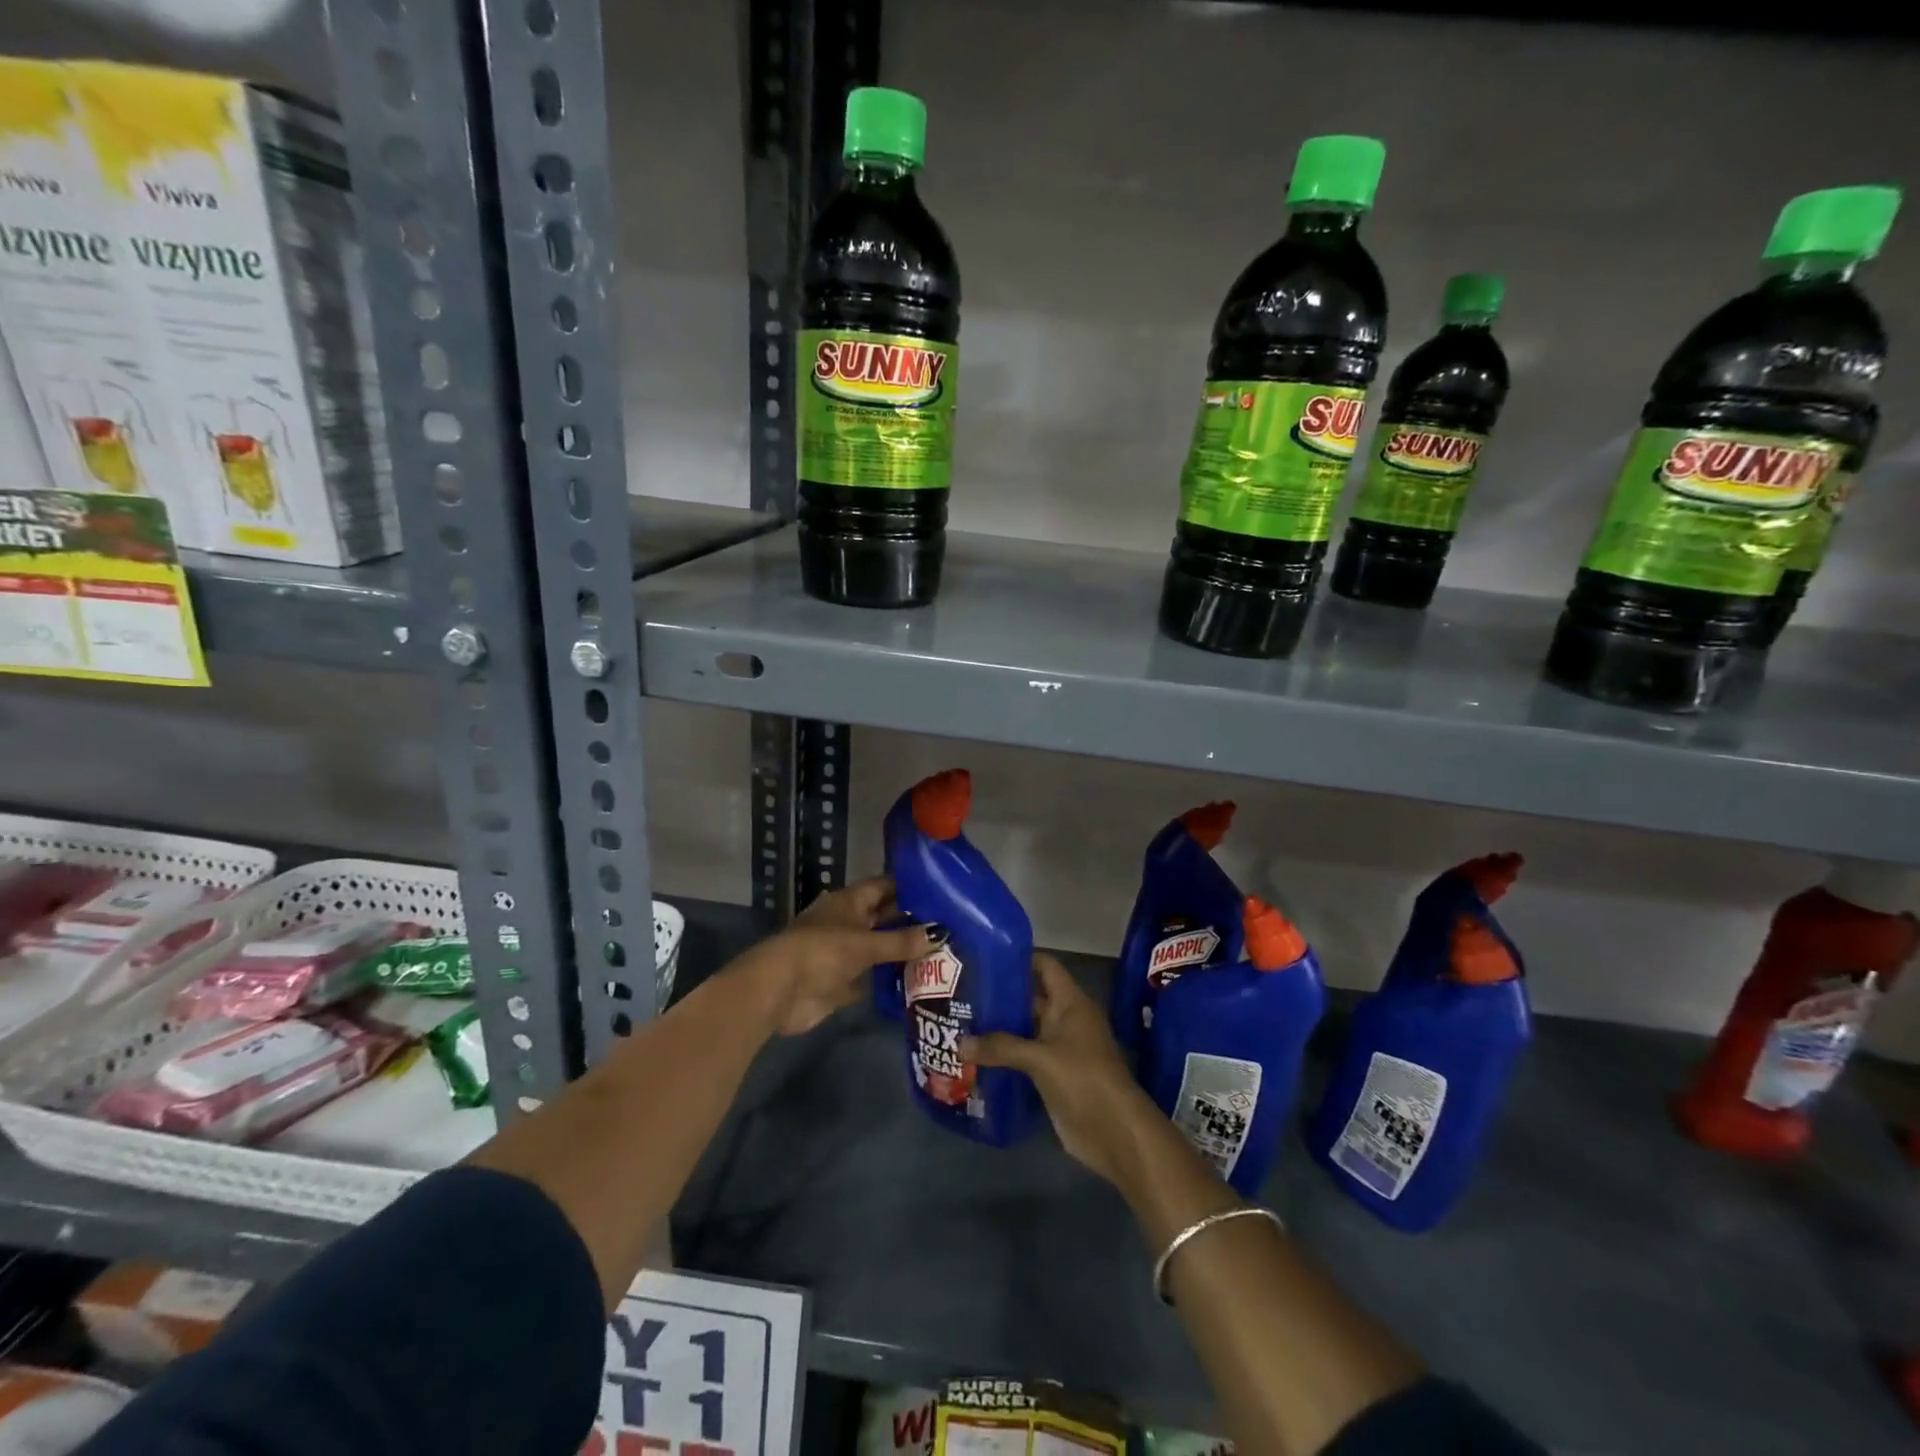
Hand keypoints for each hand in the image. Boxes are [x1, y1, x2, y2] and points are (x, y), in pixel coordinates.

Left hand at [742, 877, 942, 1036]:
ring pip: (880, 949)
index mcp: (849, 902)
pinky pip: (873, 979)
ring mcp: (844, 954)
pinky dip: (891, 981)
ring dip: (904, 953)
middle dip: (912, 922)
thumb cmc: (821, 952)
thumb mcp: (864, 943)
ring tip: (944, 955)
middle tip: (951, 926)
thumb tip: (941, 934)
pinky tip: (920, 984)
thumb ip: (901, 941)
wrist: (779, 992)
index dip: (910, 887)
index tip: (942, 891)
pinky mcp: (842, 983)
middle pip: (884, 918)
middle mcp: (848, 923)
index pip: (884, 887)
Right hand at [964, 953, 1160, 1186]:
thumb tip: (959, 1043)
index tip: (985, 956)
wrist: (1115, 1133)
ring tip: (960, 1021)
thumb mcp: (1041, 1058)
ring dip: (998, 1028)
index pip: (1045, 966)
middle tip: (962, 992)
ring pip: (1024, 1030)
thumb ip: (1001, 1047)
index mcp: (1070, 1003)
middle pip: (1030, 998)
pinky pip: (1023, 1058)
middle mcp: (1065, 1020)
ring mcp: (1059, 1050)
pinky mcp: (1052, 1077)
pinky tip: (974, 1056)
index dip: (1019, 958)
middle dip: (1000, 996)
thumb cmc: (1084, 1079)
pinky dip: (1003, 1056)